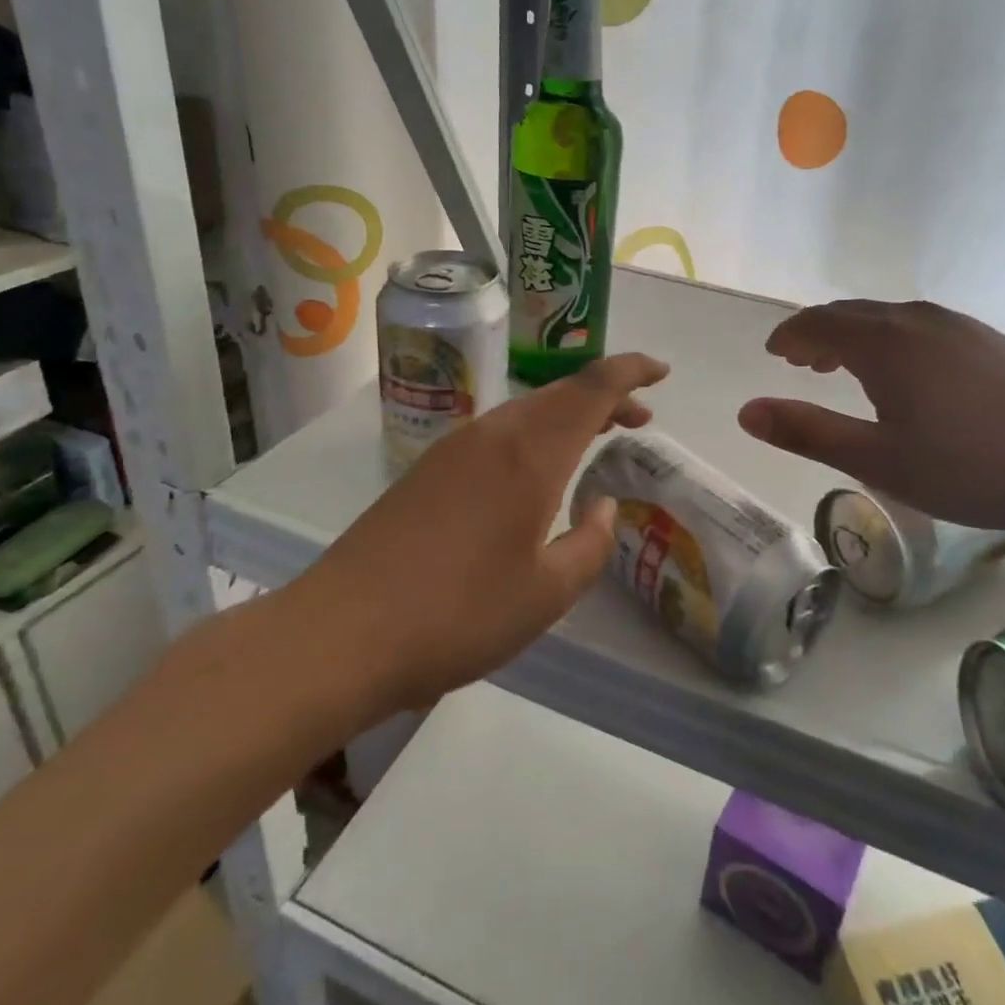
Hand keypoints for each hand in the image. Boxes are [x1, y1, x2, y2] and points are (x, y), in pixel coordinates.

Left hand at [302, 352, 669, 715]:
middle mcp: (494, 435)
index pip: (592, 388)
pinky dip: (533, 434)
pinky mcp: (428, 469)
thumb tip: (602, 505)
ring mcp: (455, 448)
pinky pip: (497, 432)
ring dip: (567, 416)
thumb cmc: (459, 614)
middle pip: (560, 394)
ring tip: (594, 439)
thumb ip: (589, 544)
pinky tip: (533, 470)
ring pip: (527, 410)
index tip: (662, 371)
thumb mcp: (546, 594)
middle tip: (637, 419)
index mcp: (531, 454)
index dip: (632, 371)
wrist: (343, 632)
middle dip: (605, 396)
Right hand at [737, 300, 1004, 535]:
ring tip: (845, 367)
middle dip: (818, 334)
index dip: (789, 336)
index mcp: (882, 343)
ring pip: (889, 319)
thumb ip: (808, 432)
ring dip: (855, 336)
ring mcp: (959, 326)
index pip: (818, 324)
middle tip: (801, 361)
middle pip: (852, 315)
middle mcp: (916, 321)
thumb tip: (746, 411)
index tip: (773, 352)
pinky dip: (891, 341)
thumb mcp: (879, 461)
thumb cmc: (973, 465)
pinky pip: (920, 328)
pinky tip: (908, 375)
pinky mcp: (990, 340)